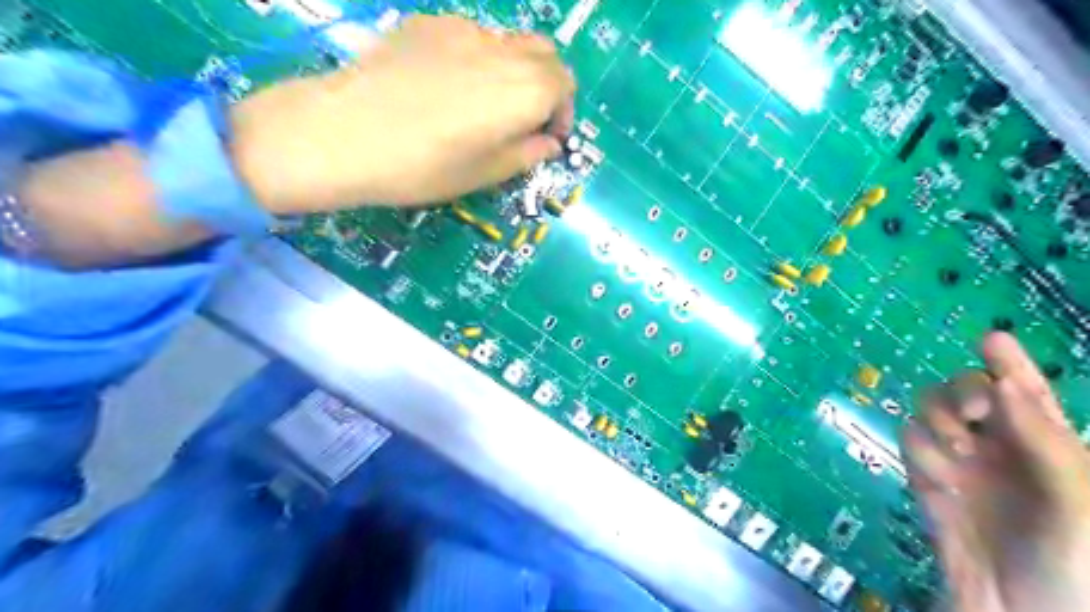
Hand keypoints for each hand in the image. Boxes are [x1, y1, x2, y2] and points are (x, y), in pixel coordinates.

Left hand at [232, 14, 577, 214]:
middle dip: (546, 85)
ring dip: (513, 69)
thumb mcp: (485, 174)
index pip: (565, 85)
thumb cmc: (424, 166)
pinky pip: (469, 36)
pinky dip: (477, 58)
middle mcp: (502, 51)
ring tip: (484, 103)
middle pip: (544, 53)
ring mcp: (462, 30)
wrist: (345, 133)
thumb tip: (548, 142)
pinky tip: (446, 85)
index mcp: (525, 91)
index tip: (547, 138)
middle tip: (525, 118)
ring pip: (508, 41)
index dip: (563, 113)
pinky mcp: (427, 24)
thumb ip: (527, 154)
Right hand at [905, 333, 1088, 610]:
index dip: (1011, 363)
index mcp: (1050, 447)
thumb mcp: (1078, 505)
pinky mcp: (926, 477)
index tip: (992, 338)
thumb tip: (1003, 385)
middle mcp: (1001, 446)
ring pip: (930, 410)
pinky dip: (921, 453)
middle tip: (973, 414)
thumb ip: (1045, 442)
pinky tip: (941, 481)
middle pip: (967, 391)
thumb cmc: (1073, 566)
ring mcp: (960, 461)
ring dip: (939, 423)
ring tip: (957, 455)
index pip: (1028, 393)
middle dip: (964, 393)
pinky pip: (910, 441)